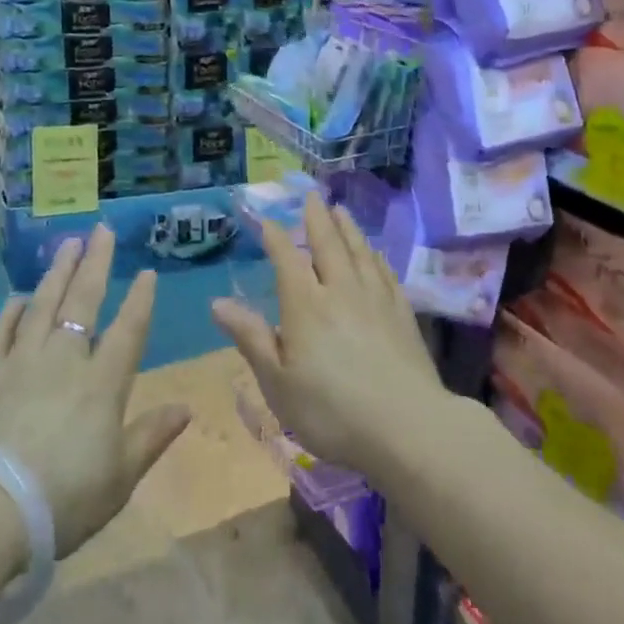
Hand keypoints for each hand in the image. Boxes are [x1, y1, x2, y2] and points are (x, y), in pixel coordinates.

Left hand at [0, 227, 190, 557]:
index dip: (140, 299)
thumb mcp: (119, 478)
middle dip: (95, 263)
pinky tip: (16, 298)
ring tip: (67, 245)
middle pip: (82, 301)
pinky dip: (11, 311)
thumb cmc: (61, 500)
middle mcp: (63, 360)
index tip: (146, 271)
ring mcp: (20, 362)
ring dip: (57, 272)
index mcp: (102, 383)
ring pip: (42, 304)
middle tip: (101, 230)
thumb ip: (151, 437)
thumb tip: (186, 408)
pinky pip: (0, 331)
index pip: (128, 329)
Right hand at [211, 194, 449, 478]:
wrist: (406, 427)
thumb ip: (250, 338)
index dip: (275, 237)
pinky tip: (376, 253)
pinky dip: (376, 257)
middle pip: (328, 245)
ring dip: (348, 229)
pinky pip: (386, 272)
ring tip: (341, 210)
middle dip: (317, 219)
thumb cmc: (331, 411)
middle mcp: (340, 290)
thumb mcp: (277, 382)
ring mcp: (376, 299)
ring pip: (359, 252)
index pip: (287, 259)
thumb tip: (218, 303)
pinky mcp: (402, 313)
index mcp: (305, 305)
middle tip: (313, 196)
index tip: (266, 219)